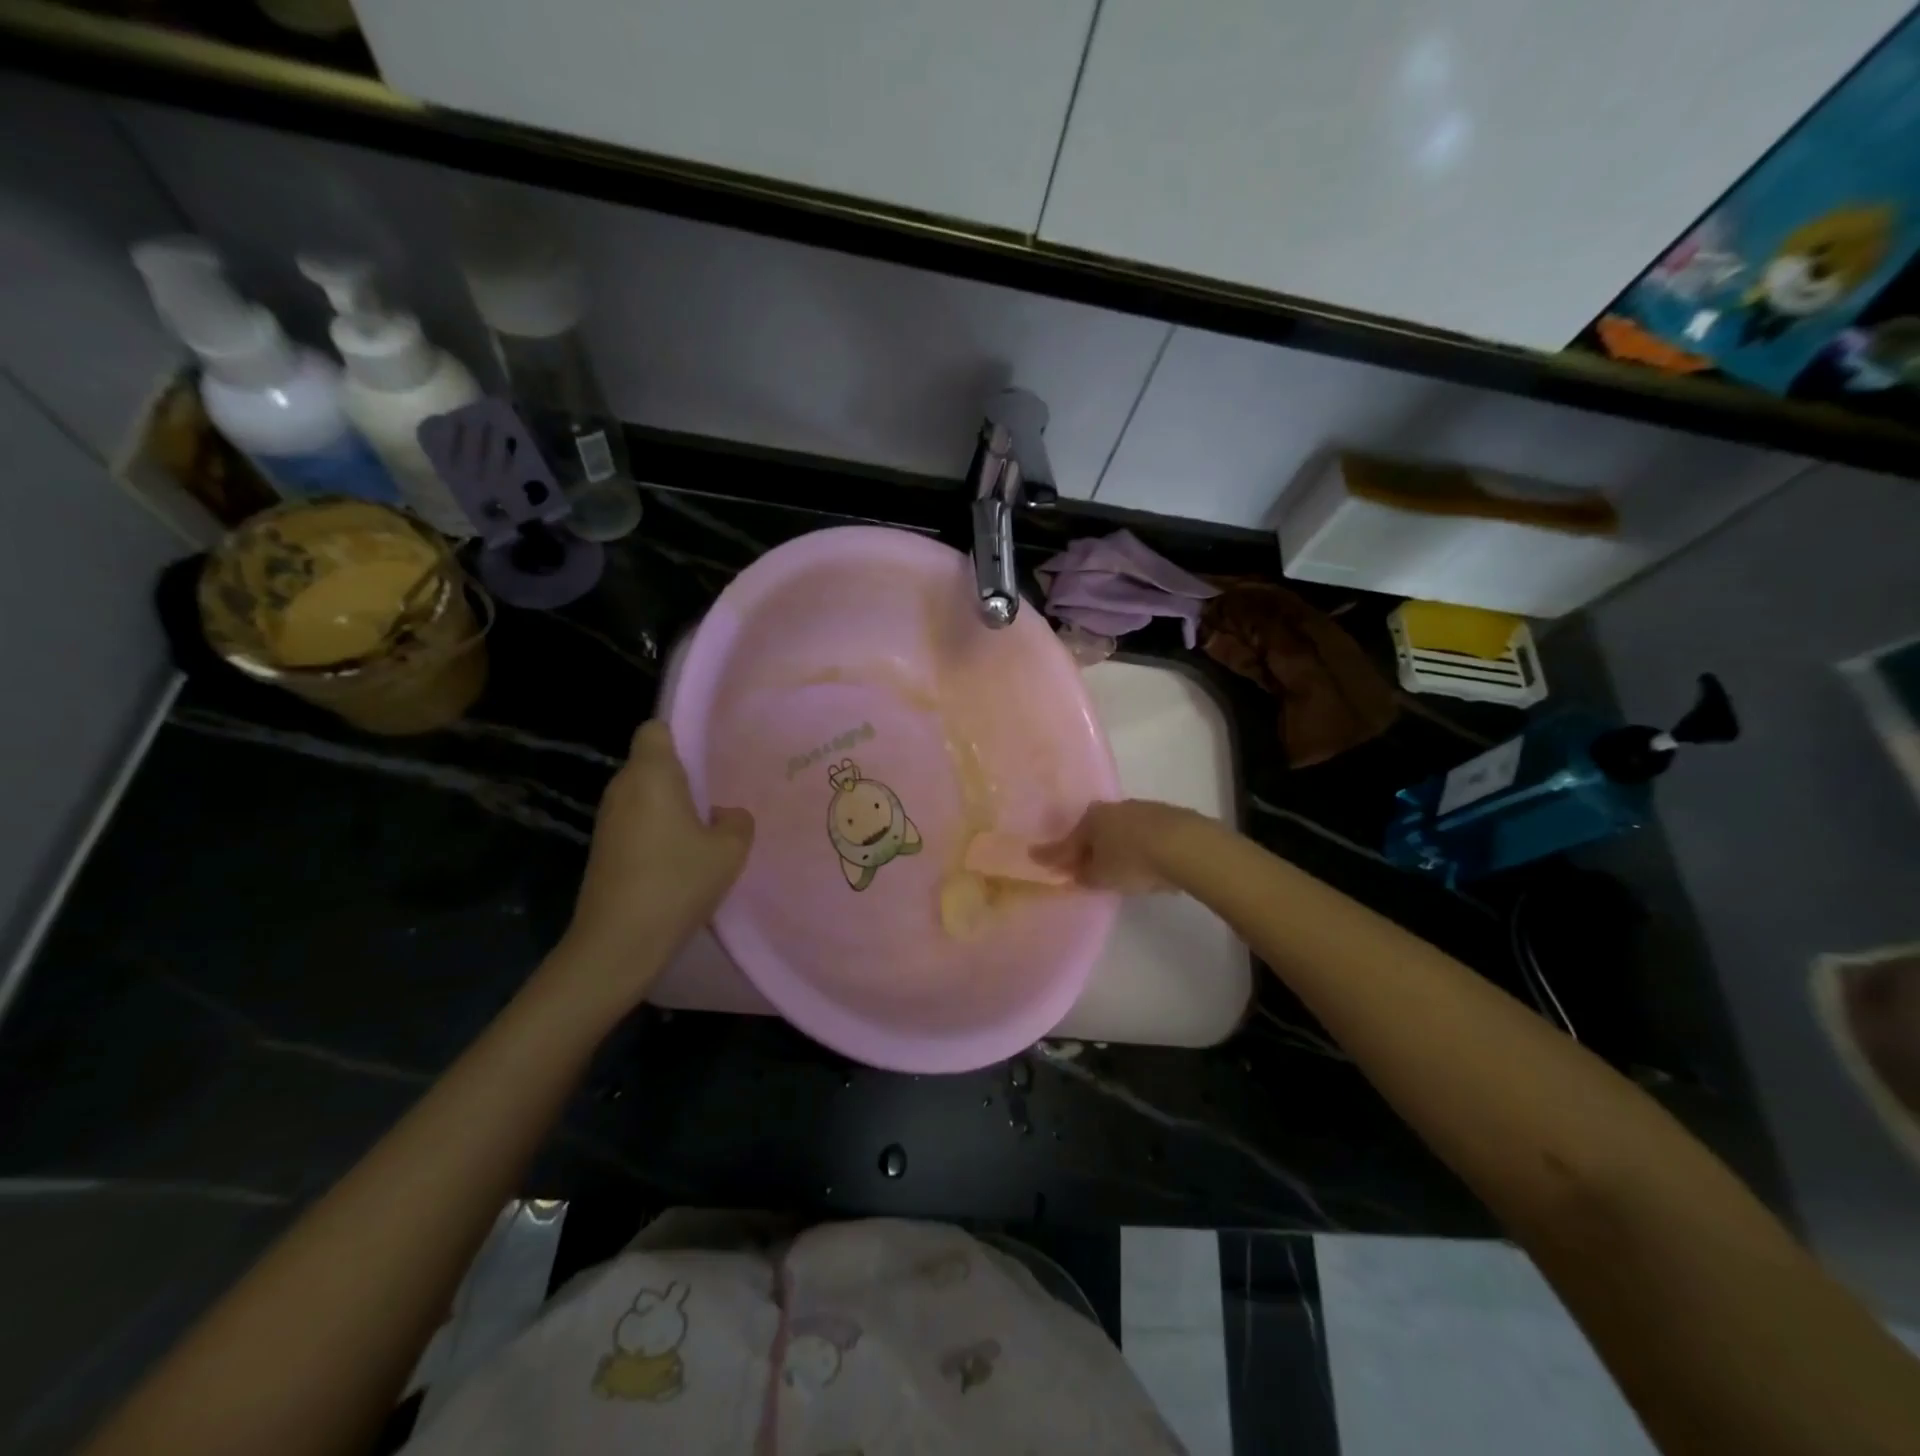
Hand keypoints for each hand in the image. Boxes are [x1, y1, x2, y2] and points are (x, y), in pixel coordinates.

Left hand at [560, 720, 753, 982]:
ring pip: (645, 797)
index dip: (681, 736)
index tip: (708, 759)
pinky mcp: (603, 849)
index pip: (656, 729)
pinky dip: (657, 833)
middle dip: (683, 777)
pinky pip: (637, 823)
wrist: (618, 942)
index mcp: (651, 775)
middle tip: (718, 799)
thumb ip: (737, 821)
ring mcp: (607, 821)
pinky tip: (681, 861)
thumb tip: (724, 814)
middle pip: (652, 764)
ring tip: (704, 833)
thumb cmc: (677, 882)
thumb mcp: (729, 850)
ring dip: (671, 809)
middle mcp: (622, 788)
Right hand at [1034, 799, 1206, 893]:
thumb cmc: (1132, 860)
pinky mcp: (1169, 817)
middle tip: (1081, 866)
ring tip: (1116, 866)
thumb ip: (1085, 876)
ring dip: (1114, 846)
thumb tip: (1076, 874)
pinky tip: (1144, 861)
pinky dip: (1138, 846)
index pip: (1066, 842)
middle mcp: (1113, 808)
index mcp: (1091, 819)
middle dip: (1086, 847)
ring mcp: (1142, 809)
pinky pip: (1143, 834)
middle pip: (1093, 832)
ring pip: (1119, 830)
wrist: (1186, 845)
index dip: (1053, 855)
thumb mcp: (1102, 876)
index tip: (1037, 858)